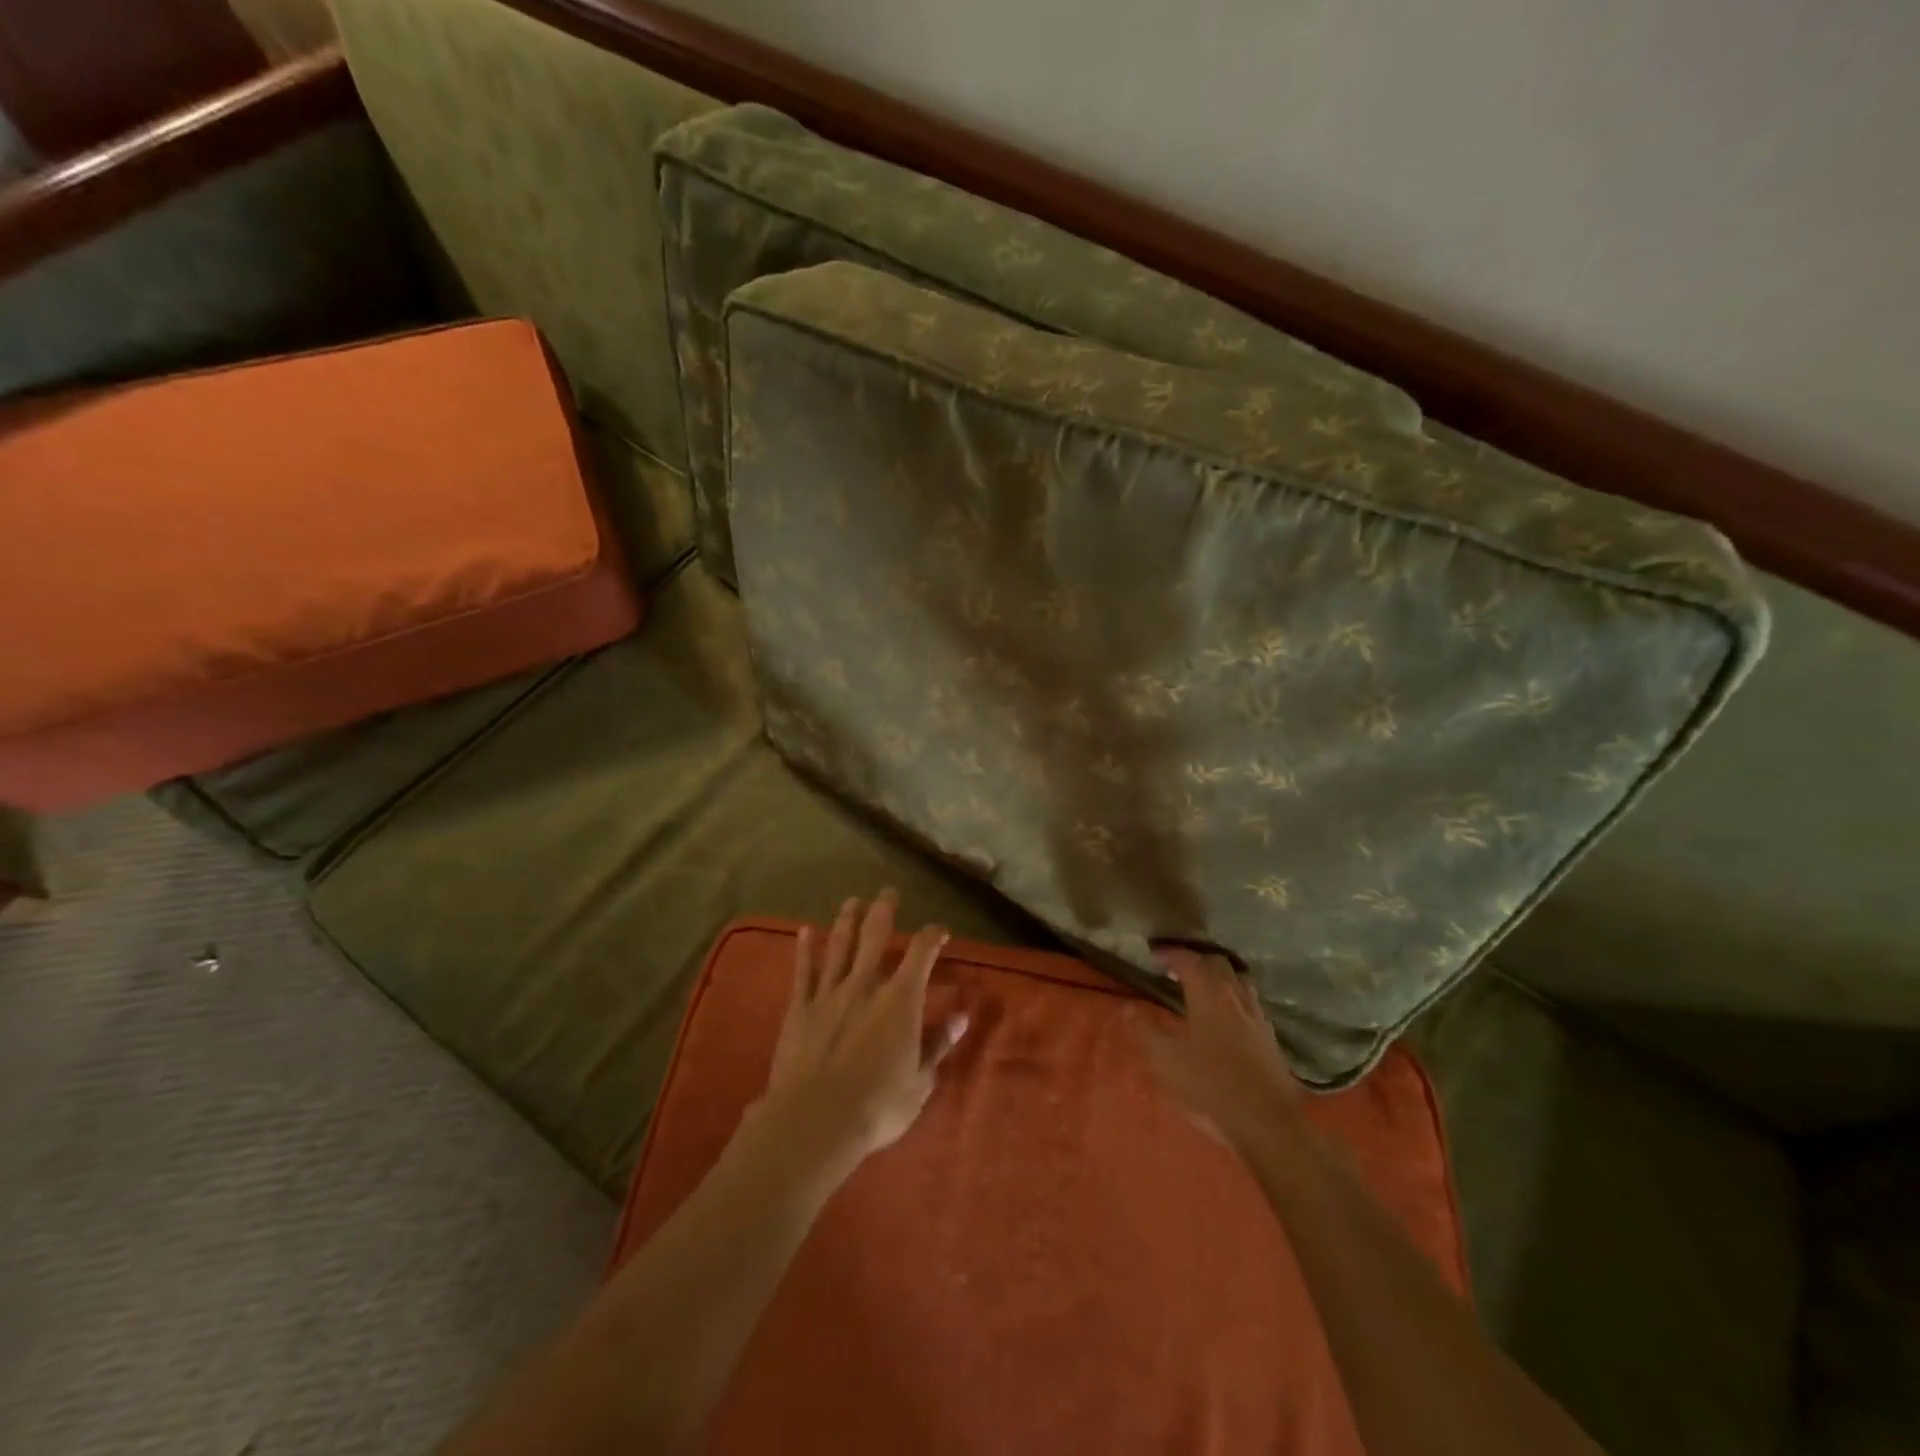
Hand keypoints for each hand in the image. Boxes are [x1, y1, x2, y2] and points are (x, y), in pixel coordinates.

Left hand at [746, 891, 967, 1183]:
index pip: (921, 954)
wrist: (816, 1119)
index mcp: (900, 1000)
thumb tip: (962, 1016)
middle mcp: (866, 985)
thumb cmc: (877, 1105)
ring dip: (847, 919)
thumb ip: (939, 1044)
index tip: (939, 931)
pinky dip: (806, 949)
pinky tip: (806, 930)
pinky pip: (804, 971)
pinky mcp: (800, 1008)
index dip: (932, 936)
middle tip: (888, 891)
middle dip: (884, 910)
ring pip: (840, 946)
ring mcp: (830, 993)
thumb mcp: (921, 1081)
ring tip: (852, 900)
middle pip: (876, 935)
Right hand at [1134, 947, 1306, 1156]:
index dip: (1170, 954)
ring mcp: (1257, 1017)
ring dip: (1220, 976)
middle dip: (1197, 960)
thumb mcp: (1165, 1060)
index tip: (1155, 954)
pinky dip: (1235, 998)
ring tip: (1204, 987)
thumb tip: (1129, 1008)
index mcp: (1209, 996)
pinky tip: (1228, 1018)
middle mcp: (1235, 997)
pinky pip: (1251, 1003)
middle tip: (1177, 969)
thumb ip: (1145, 1031)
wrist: (1268, 1123)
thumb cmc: (1210, 1086)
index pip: (1189, 961)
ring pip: (1239, 981)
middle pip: (1218, 964)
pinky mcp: (1270, 1038)